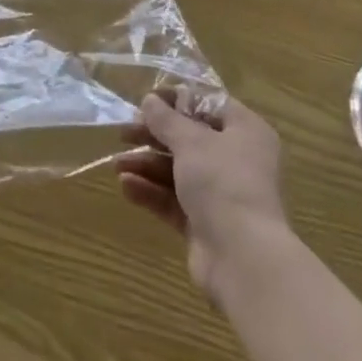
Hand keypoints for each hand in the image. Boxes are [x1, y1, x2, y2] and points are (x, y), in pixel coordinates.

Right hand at [115, 90, 288, 297]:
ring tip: (116, 165)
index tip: (147, 100)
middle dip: (154, 135)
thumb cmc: (223, 183)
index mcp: (245, 131)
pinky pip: (175, 200)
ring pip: (179, 171)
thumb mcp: (191, 141)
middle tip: (124, 133)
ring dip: (147, 165)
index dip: (177, 99)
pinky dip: (152, 191)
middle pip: (189, 138)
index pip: (209, 104)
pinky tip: (126, 186)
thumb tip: (150, 100)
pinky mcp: (206, 224)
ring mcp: (221, 194)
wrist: (243, 260)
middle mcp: (236, 160)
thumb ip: (166, 119)